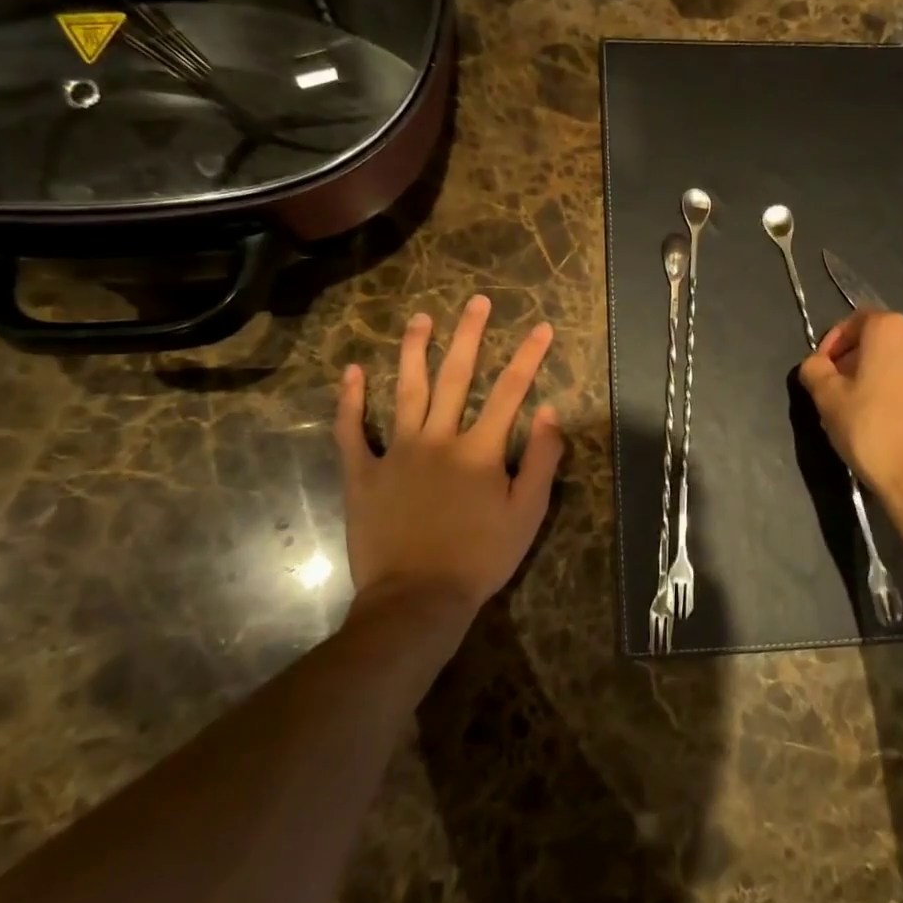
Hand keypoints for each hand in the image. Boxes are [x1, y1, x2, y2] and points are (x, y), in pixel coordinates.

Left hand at [336, 296, 564, 617]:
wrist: (416, 600)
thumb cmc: (479, 559)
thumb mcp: (527, 514)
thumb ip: (542, 460)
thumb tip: (551, 411)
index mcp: (480, 450)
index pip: (511, 392)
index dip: (529, 356)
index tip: (542, 327)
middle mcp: (438, 439)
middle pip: (456, 376)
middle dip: (470, 335)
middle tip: (477, 302)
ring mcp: (396, 453)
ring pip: (405, 391)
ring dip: (414, 351)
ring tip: (420, 319)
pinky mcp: (363, 473)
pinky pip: (352, 431)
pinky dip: (350, 401)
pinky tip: (351, 372)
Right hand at [798, 308, 902, 571]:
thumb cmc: (871, 430)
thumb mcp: (827, 398)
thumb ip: (814, 370)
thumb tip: (816, 365)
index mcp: (892, 328)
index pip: (854, 321)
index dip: (832, 343)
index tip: (820, 370)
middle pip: (878, 339)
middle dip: (853, 359)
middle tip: (834, 389)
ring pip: (898, 360)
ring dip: (874, 374)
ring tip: (856, 407)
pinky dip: (896, 389)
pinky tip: (882, 418)